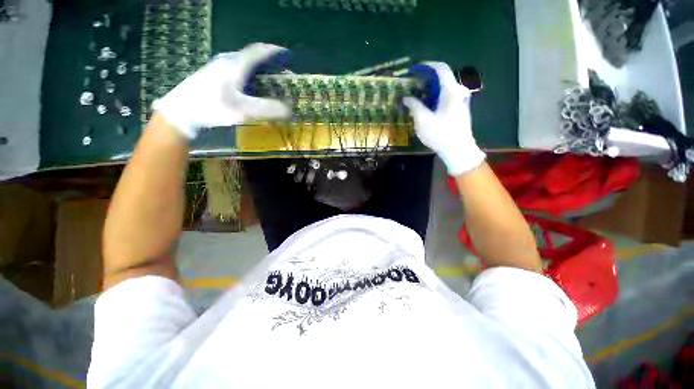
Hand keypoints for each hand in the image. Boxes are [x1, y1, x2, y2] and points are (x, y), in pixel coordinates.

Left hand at [152, 43, 291, 138]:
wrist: (180, 111)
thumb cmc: (212, 107)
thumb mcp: (243, 111)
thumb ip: (267, 109)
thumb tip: (290, 110)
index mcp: (235, 65)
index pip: (258, 51)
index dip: (274, 51)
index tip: (287, 54)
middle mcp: (227, 61)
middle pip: (252, 56)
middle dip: (269, 63)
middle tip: (281, 73)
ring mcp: (218, 67)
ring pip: (243, 63)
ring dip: (258, 69)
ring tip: (268, 81)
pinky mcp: (213, 75)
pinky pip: (236, 70)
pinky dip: (249, 75)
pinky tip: (250, 87)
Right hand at [403, 62, 485, 175]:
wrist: (458, 149)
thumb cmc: (440, 134)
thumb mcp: (423, 120)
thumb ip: (414, 106)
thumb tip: (406, 98)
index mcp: (451, 91)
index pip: (441, 69)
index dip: (427, 66)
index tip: (414, 70)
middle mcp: (459, 91)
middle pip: (442, 78)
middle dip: (426, 79)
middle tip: (412, 86)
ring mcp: (461, 100)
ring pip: (444, 87)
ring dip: (430, 89)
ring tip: (417, 96)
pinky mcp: (460, 107)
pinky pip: (447, 95)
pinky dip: (436, 96)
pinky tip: (427, 105)